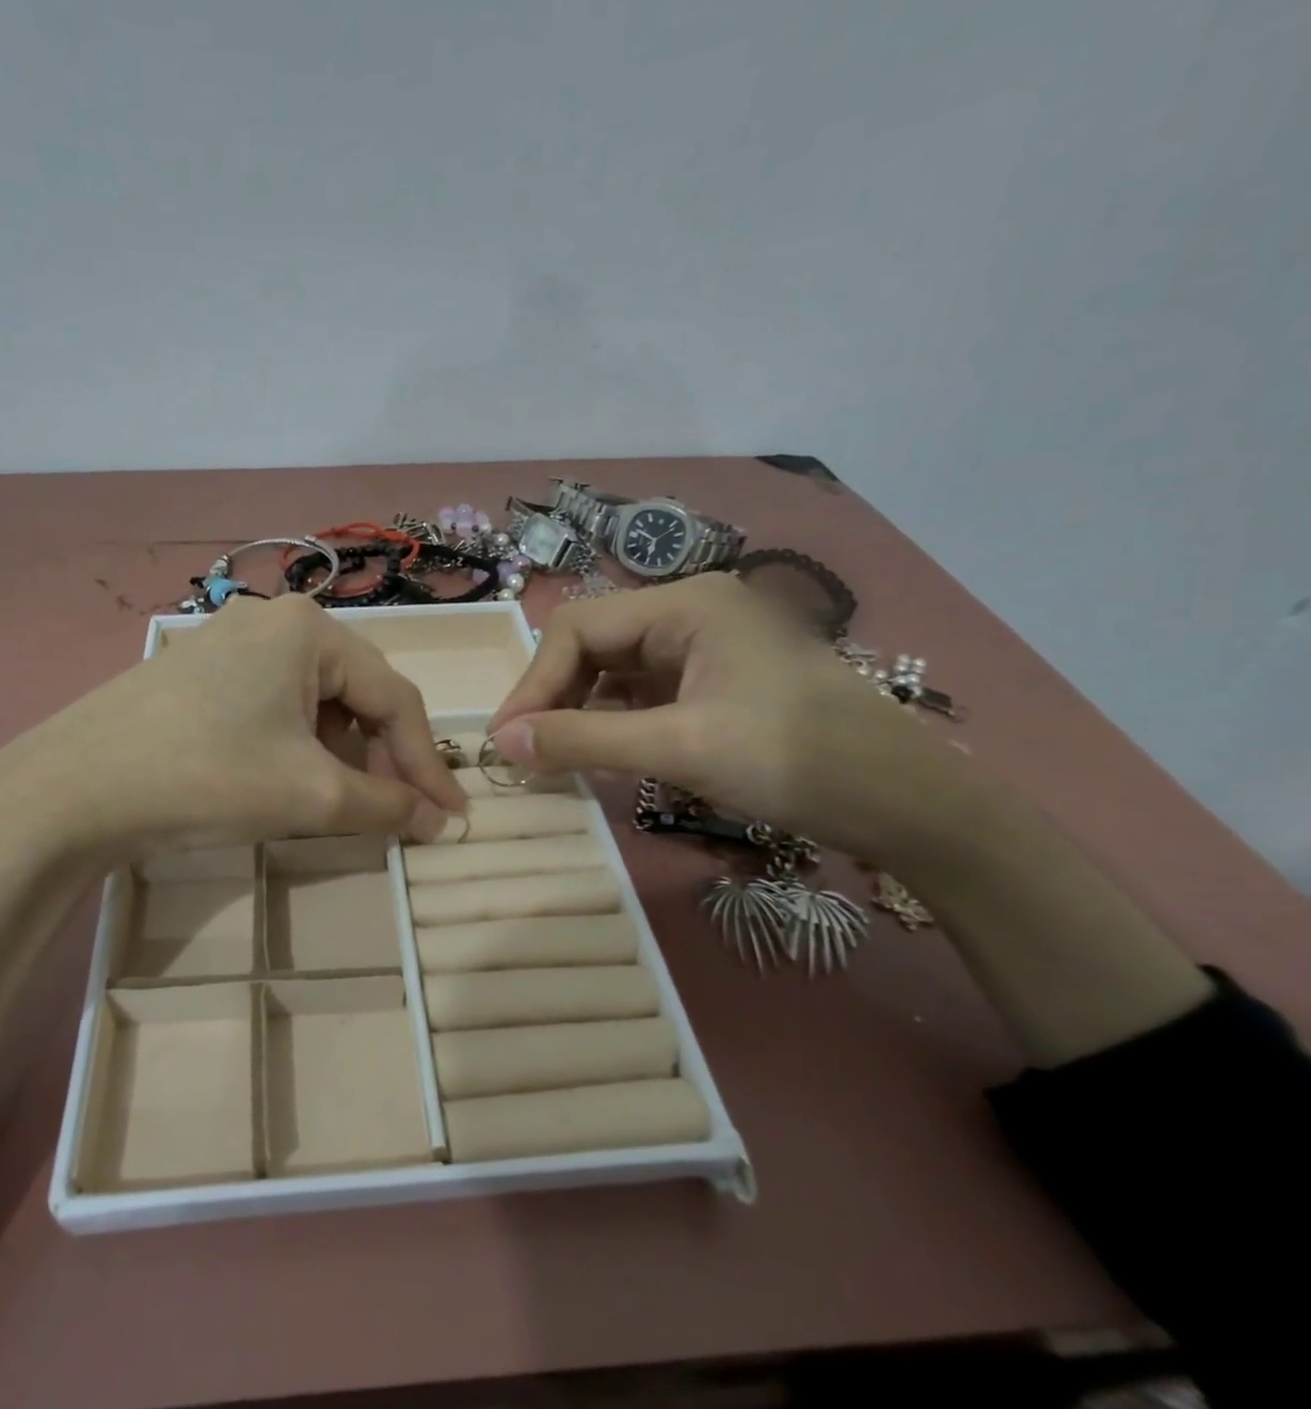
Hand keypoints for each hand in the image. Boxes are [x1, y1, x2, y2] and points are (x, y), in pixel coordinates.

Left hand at [0, 594, 464, 863]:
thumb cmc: (206, 778)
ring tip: (340, 802)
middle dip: (382, 757)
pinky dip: (296, 745)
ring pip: (314, 701)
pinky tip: (286, 780)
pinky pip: (272, 704)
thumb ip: (387, 805)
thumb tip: (439, 821)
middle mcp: (273, 620)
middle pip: (356, 693)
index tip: (448, 819)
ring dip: (340, 753)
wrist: (70, 790)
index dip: (426, 764)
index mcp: (310, 629)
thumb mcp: (311, 795)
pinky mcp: (197, 671)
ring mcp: (227, 641)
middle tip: (396, 813)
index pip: (395, 697)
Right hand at [487, 574, 986, 862]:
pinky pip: (645, 693)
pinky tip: (602, 753)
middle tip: (526, 751)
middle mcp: (692, 612)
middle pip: (594, 643)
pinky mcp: (717, 683)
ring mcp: (708, 647)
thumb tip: (501, 742)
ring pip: (616, 670)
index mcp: (686, 604)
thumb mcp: (680, 748)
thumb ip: (583, 740)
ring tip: (556, 757)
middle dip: (554, 696)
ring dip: (581, 711)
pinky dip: (614, 721)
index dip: (534, 682)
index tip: (506, 739)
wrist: (908, 804)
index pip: (578, 628)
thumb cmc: (796, 761)